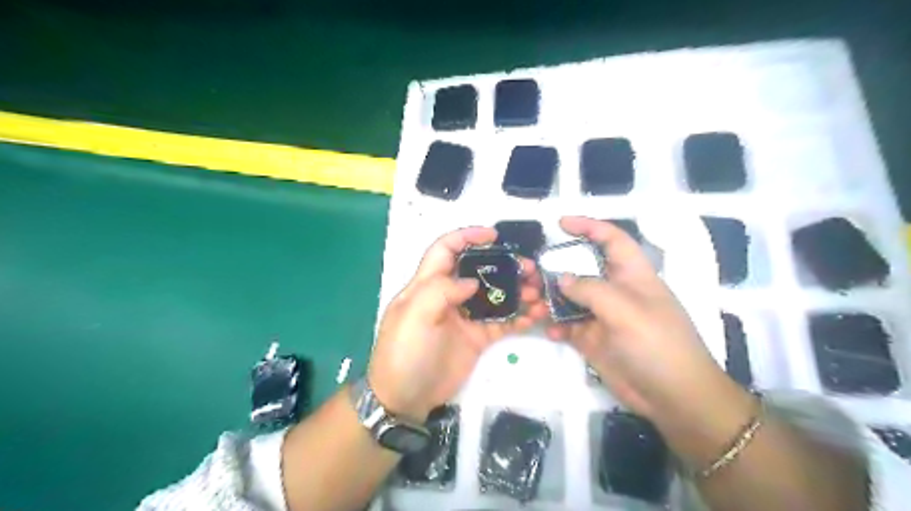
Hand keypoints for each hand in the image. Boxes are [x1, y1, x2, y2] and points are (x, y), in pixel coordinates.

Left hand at [367, 230, 546, 420]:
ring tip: (539, 293)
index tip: (494, 235)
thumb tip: (471, 281)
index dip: (467, 237)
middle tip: (529, 269)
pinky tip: (535, 315)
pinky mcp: (477, 338)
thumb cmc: (404, 353)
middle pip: (479, 271)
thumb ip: (440, 291)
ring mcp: (465, 318)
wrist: (405, 398)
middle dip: (504, 265)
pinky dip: (519, 316)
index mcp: (427, 285)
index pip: (445, 250)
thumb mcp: (413, 317)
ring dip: (518, 290)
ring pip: (495, 295)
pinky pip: (502, 322)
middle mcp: (448, 296)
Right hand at [543, 217, 742, 421]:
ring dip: (551, 299)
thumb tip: (561, 279)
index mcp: (632, 275)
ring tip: (532, 302)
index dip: (589, 227)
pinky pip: (568, 325)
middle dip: (558, 267)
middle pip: (583, 268)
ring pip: (570, 298)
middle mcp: (616, 291)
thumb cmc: (657, 344)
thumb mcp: (625, 311)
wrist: (672, 398)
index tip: (561, 223)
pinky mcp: (594, 339)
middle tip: (532, 272)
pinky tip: (549, 331)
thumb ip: (591, 290)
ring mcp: (603, 316)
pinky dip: (556, 325)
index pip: (612, 240)